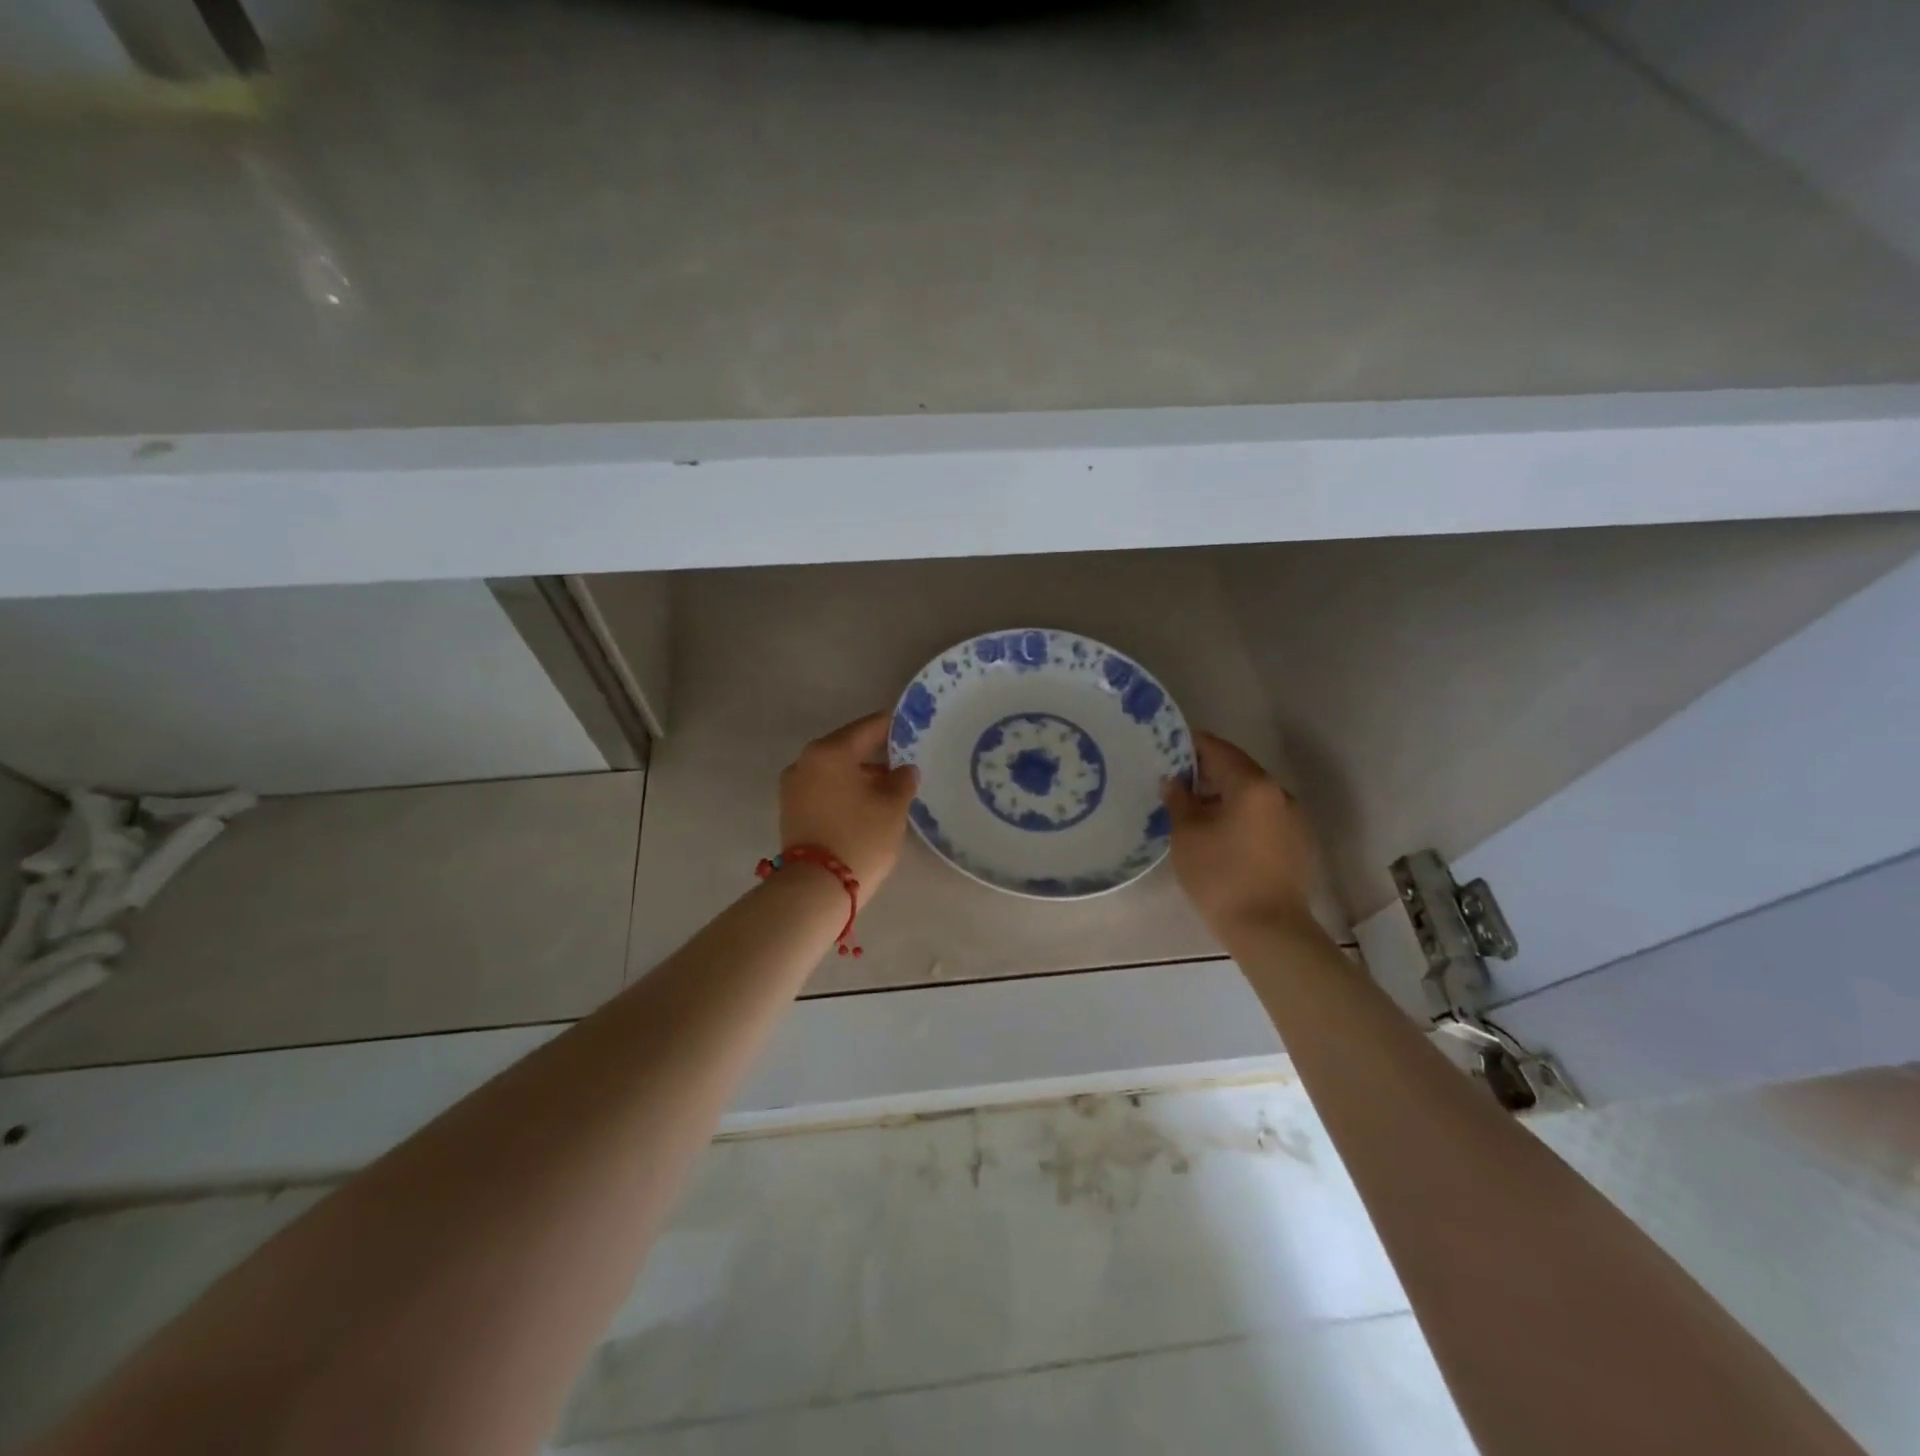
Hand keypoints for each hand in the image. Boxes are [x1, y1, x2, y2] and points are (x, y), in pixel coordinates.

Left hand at [780, 712, 919, 893]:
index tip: (911, 726)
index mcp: (830, 751)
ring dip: (859, 772)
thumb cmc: (860, 838)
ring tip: (888, 784)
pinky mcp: (791, 808)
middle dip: (875, 751)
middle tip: (903, 758)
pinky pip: (823, 787)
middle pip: (847, 746)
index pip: (868, 727)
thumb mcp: (892, 807)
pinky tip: (865, 801)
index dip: (892, 726)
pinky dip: (843, 788)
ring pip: (834, 768)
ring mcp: (793, 785)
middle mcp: (806, 760)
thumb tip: (904, 769)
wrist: (816, 888)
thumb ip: (902, 780)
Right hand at [1162, 731, 1321, 942]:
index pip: (1218, 749)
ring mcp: (1294, 819)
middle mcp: (1279, 793)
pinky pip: (1264, 817)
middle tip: (1176, 780)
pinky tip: (1221, 834)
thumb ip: (1179, 800)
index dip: (1191, 744)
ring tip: (1196, 809)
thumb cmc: (1220, 876)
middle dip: (1207, 772)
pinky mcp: (1299, 844)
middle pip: (1238, 770)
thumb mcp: (1186, 835)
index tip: (1168, 746)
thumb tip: (1174, 781)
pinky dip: (1242, 815)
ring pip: (1253, 795)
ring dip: (1225, 795)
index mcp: (1253, 784)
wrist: (1269, 930)